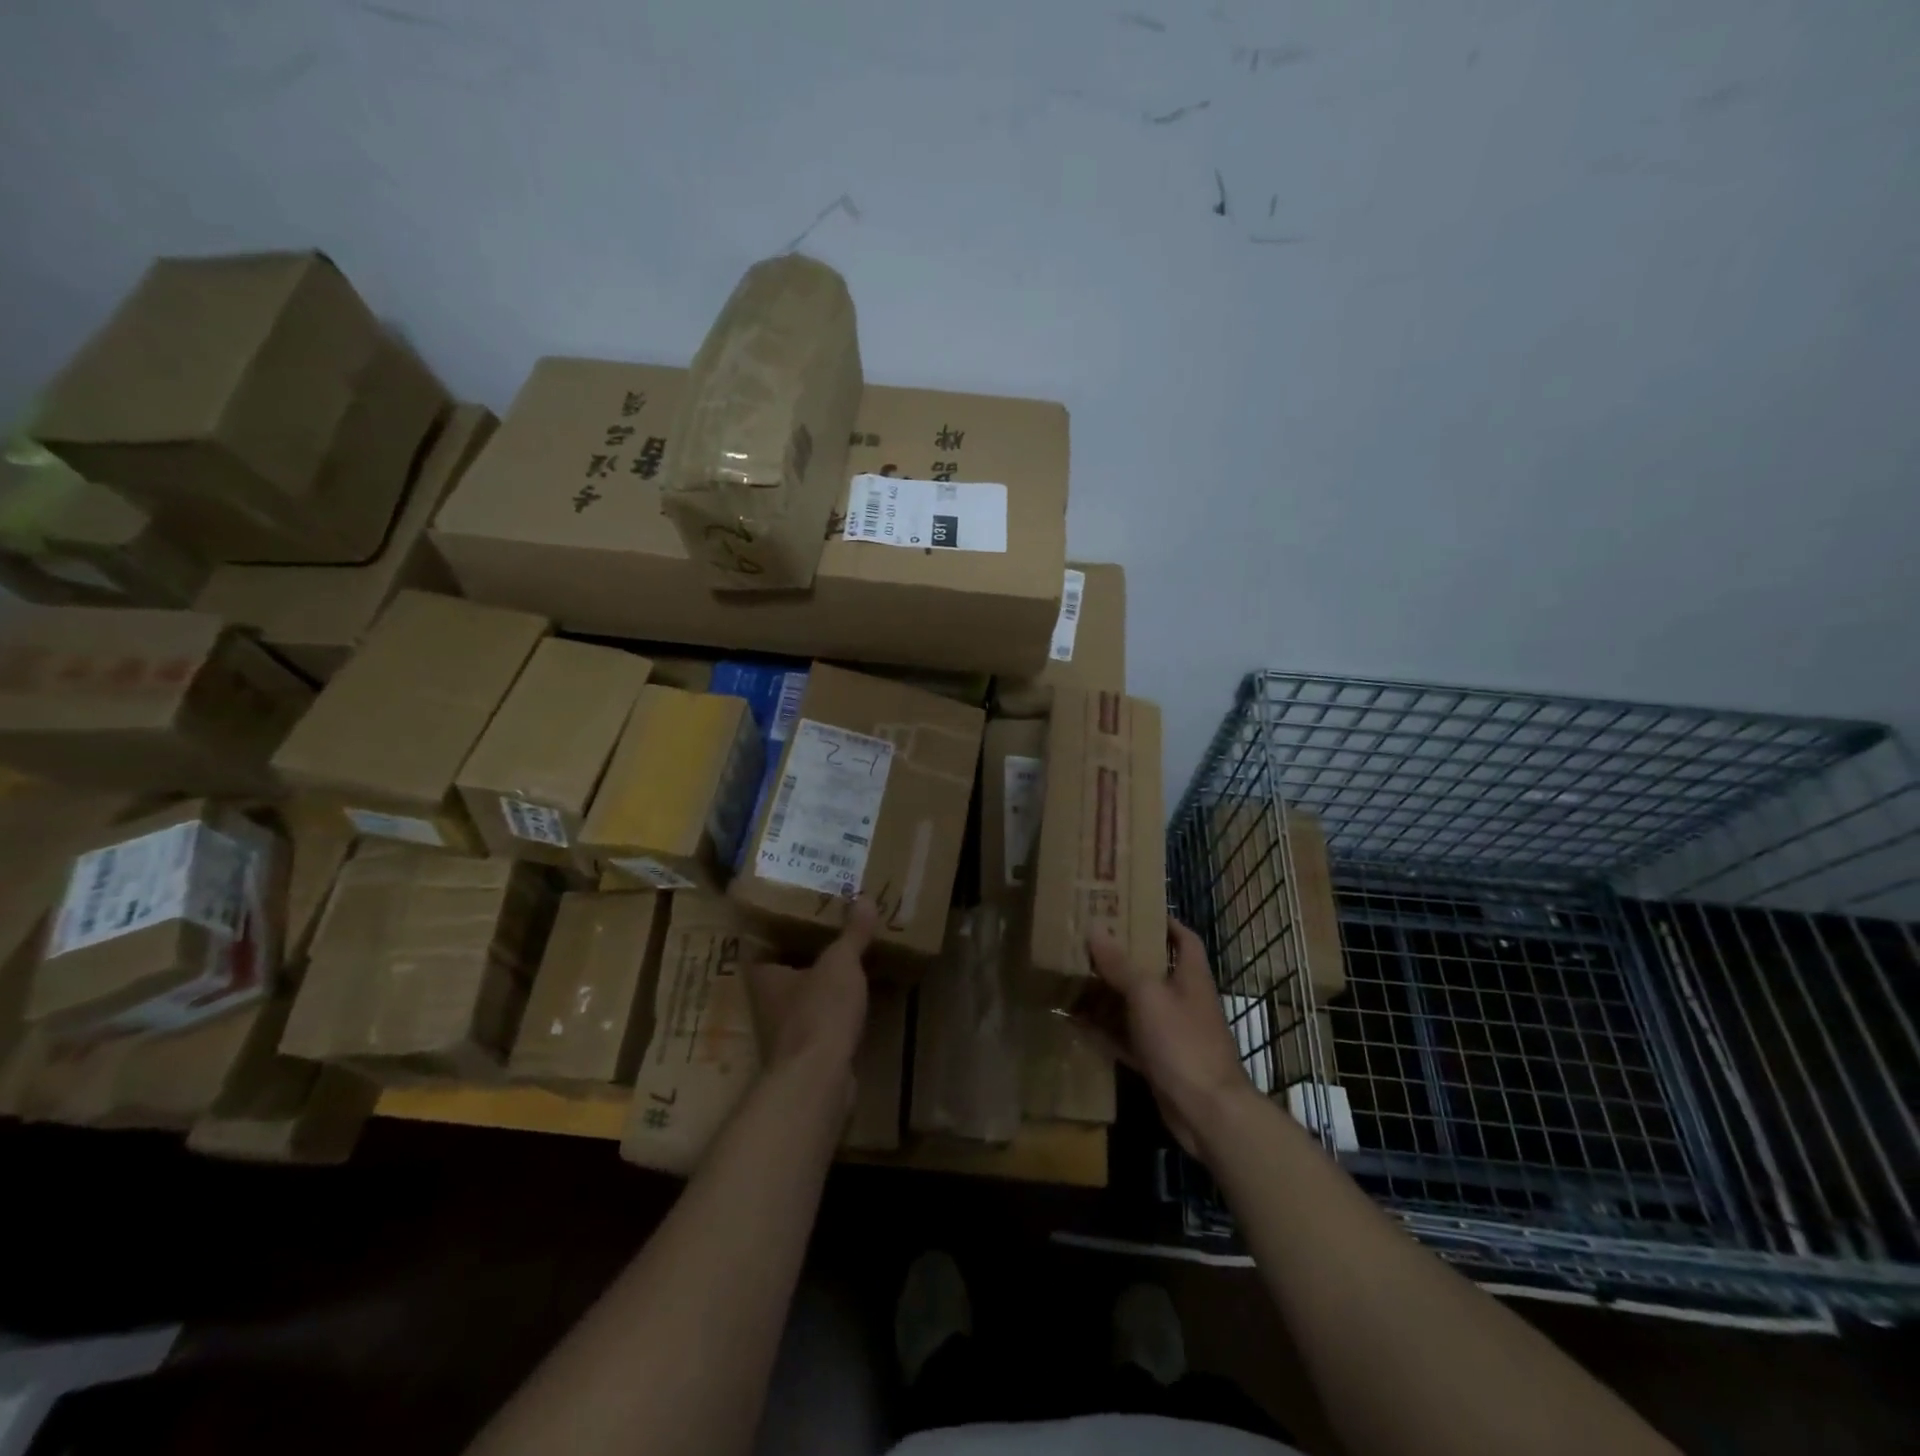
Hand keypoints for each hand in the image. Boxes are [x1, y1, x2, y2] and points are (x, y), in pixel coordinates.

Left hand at [746, 898, 876, 1088]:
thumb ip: (852, 933)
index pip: (761, 945)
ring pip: (801, 999)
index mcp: (764, 975)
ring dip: (820, 986)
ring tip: (847, 963)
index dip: (777, 929)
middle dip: (804, 956)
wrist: (818, 1080)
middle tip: (830, 931)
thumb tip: (865, 898)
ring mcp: (785, 1032)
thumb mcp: (841, 963)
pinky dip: (833, 1012)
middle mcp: (767, 1003)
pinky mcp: (806, 1055)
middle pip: (783, 972)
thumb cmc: (819, 1011)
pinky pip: (820, 1022)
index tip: (798, 912)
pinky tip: (854, 1001)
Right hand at [1086, 917, 1256, 1156]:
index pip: (1183, 938)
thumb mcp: (1147, 995)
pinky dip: (1106, 1031)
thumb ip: (1120, 964)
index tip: (1134, 909)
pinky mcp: (1159, 1061)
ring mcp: (1171, 1033)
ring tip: (1076, 976)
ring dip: (1110, 994)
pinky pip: (1127, 1039)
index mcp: (1191, 977)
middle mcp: (1183, 1001)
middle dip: (1125, 956)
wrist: (1207, 1111)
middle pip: (1154, 970)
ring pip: (1137, 1006)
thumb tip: (1095, 929)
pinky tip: (1077, 1022)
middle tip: (1090, 941)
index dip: (1164, 922)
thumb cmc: (1182, 1041)